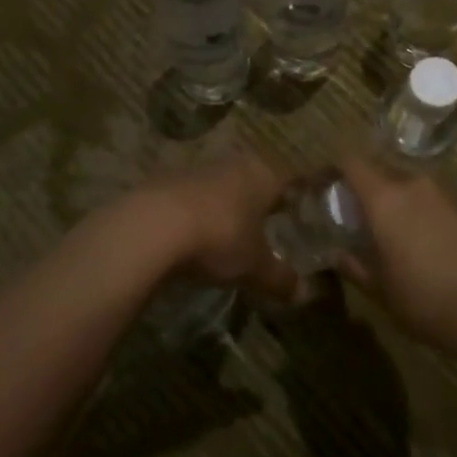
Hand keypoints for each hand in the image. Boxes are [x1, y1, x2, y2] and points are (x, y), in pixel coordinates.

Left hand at [139, 152, 303, 304]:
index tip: (305, 207)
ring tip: (231, 229)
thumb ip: (279, 278)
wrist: (151, 226)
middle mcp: (235, 164)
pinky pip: (194, 194)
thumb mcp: (254, 267)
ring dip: (228, 202)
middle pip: (257, 176)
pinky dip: (199, 210)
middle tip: (270, 221)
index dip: (300, 193)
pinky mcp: (167, 179)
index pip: (292, 177)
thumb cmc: (219, 238)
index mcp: (264, 174)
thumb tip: (303, 293)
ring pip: (224, 183)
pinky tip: (195, 233)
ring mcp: (199, 168)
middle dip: (263, 197)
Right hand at [335, 157, 456, 349]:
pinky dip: (423, 211)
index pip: (351, 160)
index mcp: (386, 197)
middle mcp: (416, 183)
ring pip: (411, 185)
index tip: (321, 183)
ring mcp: (448, 191)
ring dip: (397, 200)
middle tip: (357, 215)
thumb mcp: (381, 291)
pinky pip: (436, 199)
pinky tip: (429, 243)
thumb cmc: (428, 300)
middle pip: (382, 169)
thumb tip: (338, 255)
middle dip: (365, 187)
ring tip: (394, 232)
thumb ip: (355, 266)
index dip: (332, 166)